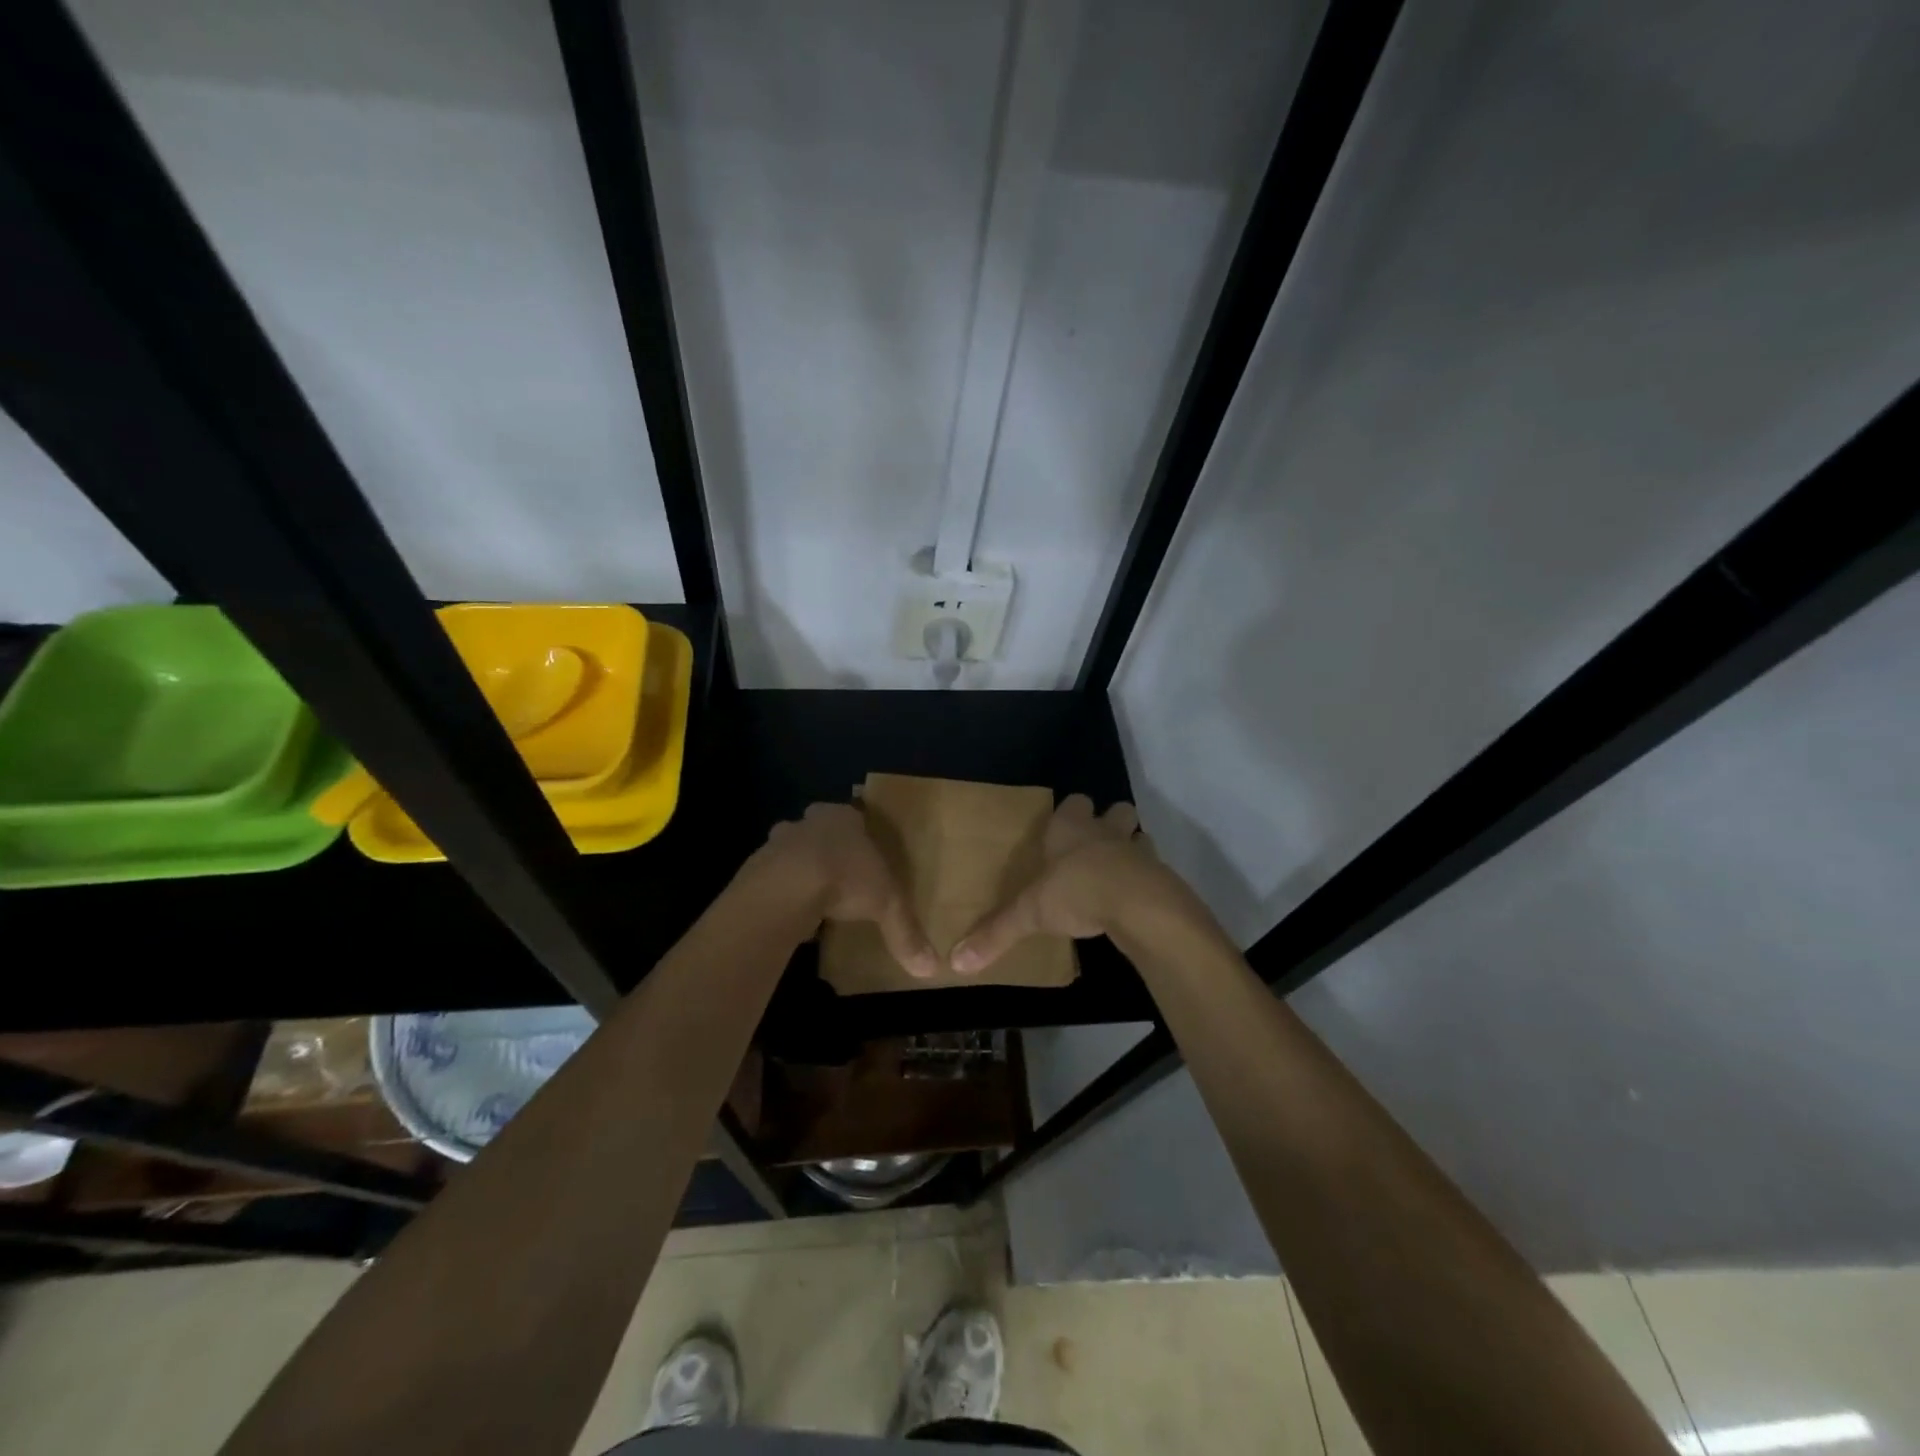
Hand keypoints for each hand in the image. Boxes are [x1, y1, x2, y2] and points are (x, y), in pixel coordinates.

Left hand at [753, 802, 938, 978]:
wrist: (787, 886)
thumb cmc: (847, 877)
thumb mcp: (887, 905)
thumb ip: (906, 932)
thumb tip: (931, 969)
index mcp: (843, 818)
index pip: (853, 817)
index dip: (858, 834)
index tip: (864, 854)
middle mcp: (809, 822)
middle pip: (819, 831)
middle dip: (826, 849)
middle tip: (839, 875)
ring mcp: (778, 842)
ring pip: (792, 851)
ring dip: (800, 869)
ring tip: (815, 899)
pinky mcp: (756, 867)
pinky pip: (773, 877)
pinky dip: (782, 891)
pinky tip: (792, 913)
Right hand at [951, 795, 1175, 973]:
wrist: (1135, 903)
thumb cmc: (1075, 891)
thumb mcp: (1030, 914)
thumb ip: (996, 933)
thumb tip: (957, 963)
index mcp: (1071, 828)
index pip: (1074, 802)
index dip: (1071, 812)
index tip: (1063, 829)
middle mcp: (1105, 830)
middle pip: (1116, 810)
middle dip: (1111, 822)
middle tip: (1097, 846)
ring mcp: (1136, 849)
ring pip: (1139, 836)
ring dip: (1132, 849)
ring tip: (1118, 872)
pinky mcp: (1160, 874)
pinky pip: (1155, 869)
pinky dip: (1147, 879)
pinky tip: (1135, 899)